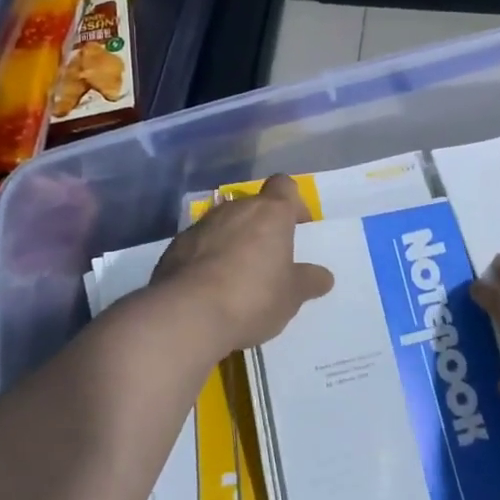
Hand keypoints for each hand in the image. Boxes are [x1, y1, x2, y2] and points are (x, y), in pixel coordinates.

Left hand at [152, 175, 333, 352]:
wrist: (186, 314)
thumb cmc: (252, 297)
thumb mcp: (291, 296)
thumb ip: (308, 281)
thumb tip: (324, 276)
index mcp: (270, 213)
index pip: (284, 185)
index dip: (293, 203)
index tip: (297, 227)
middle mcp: (236, 209)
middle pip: (254, 206)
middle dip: (262, 227)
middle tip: (269, 260)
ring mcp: (202, 225)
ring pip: (225, 224)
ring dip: (233, 241)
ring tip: (237, 278)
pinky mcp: (176, 246)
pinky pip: (199, 245)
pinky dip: (206, 258)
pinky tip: (209, 288)